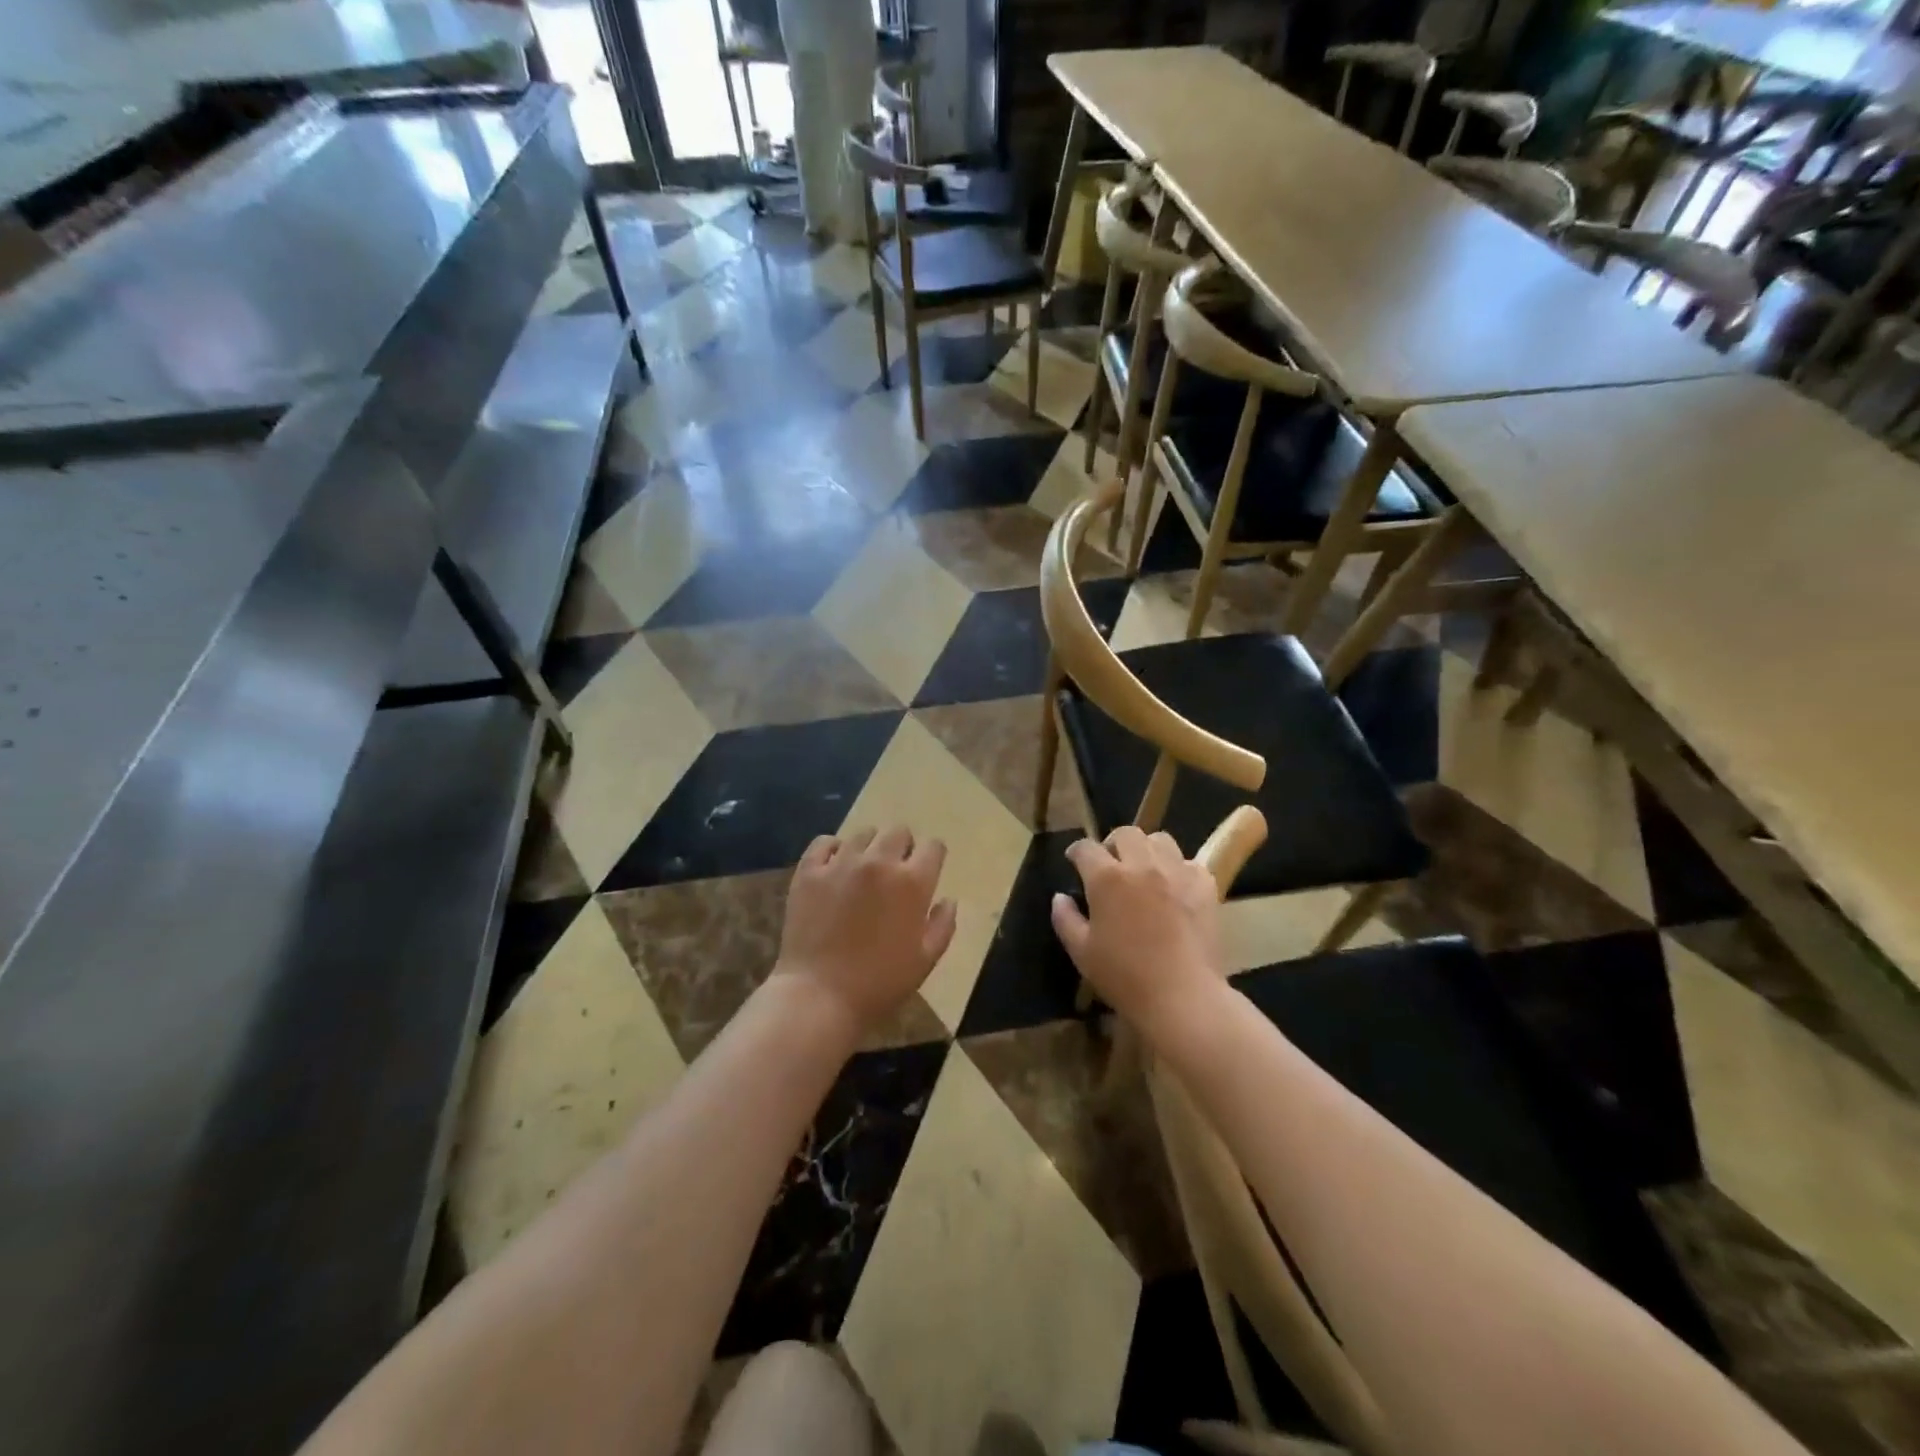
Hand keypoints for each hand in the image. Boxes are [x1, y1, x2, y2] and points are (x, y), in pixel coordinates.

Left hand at [773, 826, 956, 1036]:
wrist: (819, 996)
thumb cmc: (879, 983)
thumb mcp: (925, 960)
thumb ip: (943, 925)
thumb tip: (948, 900)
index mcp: (913, 882)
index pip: (934, 847)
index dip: (932, 857)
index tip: (926, 871)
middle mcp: (879, 862)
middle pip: (898, 832)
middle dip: (903, 847)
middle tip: (895, 872)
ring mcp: (841, 863)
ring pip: (862, 834)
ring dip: (869, 848)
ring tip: (862, 871)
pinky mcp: (809, 871)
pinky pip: (824, 842)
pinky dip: (832, 850)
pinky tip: (834, 867)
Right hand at [1051, 826, 1224, 1028]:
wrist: (1182, 996)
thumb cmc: (1124, 976)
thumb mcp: (1081, 952)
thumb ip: (1065, 919)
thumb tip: (1060, 897)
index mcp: (1106, 878)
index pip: (1086, 848)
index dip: (1077, 852)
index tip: (1074, 861)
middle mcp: (1141, 865)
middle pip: (1125, 833)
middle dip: (1113, 843)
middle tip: (1111, 865)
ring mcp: (1177, 872)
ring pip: (1160, 840)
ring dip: (1147, 850)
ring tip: (1144, 870)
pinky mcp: (1205, 886)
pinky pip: (1190, 862)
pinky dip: (1179, 869)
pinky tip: (1175, 888)